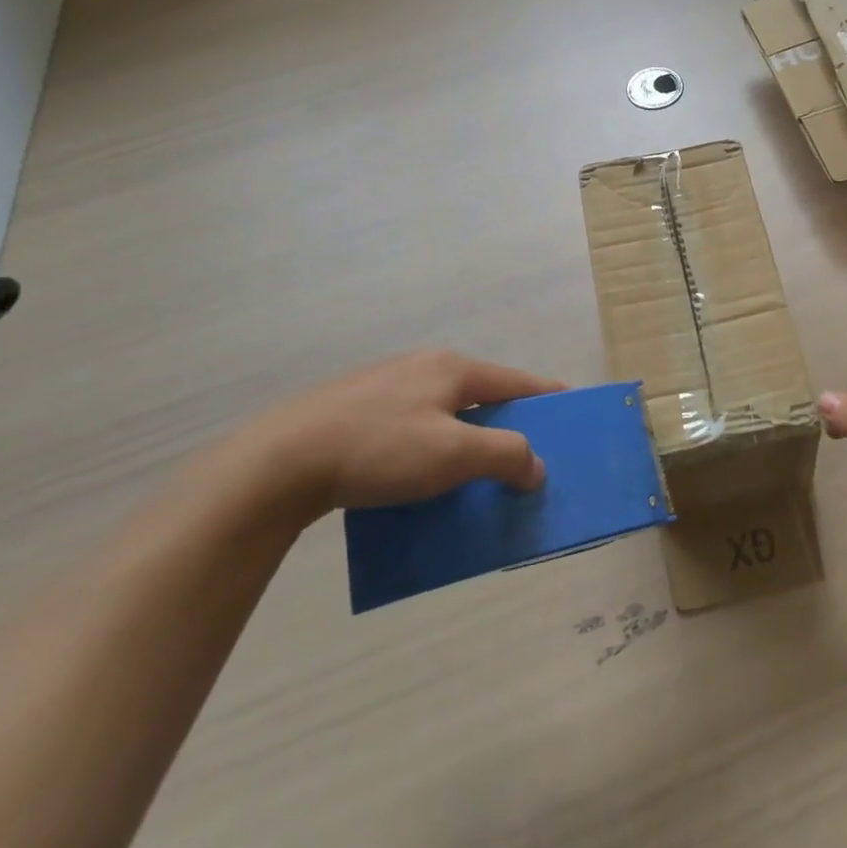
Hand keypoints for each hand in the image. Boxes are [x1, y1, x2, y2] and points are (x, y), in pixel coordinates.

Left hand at [233, 349, 564, 513]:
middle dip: (505, 426)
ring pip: (443, 414)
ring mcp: (383, 387)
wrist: (276, 463)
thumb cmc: (380, 449)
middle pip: (480, 397)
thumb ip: (507, 456)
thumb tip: (536, 467)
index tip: (571, 413)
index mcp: (452, 368)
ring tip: (471, 476)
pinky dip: (429, 449)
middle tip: (522, 458)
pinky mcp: (351, 411)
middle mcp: (421, 368)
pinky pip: (410, 428)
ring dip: (465, 441)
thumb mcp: (454, 454)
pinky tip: (418, 480)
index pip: (516, 382)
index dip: (547, 398)